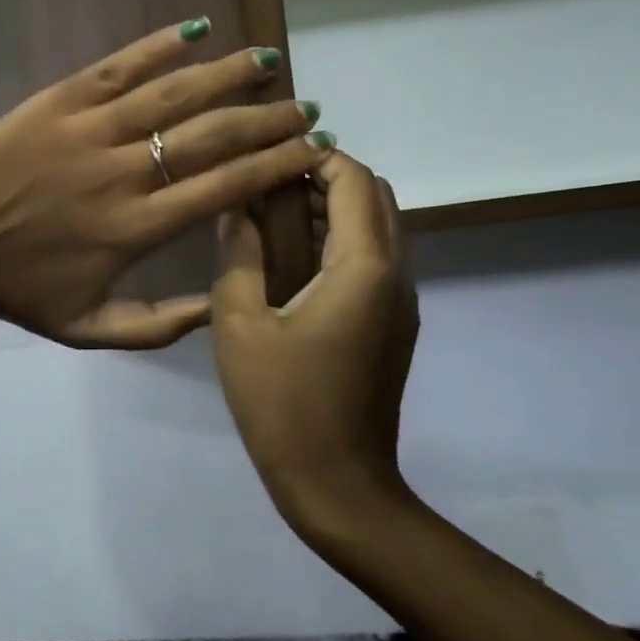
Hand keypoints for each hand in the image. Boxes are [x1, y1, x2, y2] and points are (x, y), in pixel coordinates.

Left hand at [0, 20, 327, 348]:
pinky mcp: (59, 100)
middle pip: (212, 135)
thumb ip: (161, 325)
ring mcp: (90, 129)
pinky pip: (119, 65)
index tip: (312, 150)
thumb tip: (221, 308)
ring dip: (229, 74)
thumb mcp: (91, 331)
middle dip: (268, 120)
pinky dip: (160, 44)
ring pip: (174, 92)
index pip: (226, 187)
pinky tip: (197, 28)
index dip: (275, 165)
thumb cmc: (20, 293)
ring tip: (270, 61)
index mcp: (137, 227)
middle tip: (306, 108)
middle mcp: (124, 171)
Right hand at [211, 149, 419, 538]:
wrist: (337, 483)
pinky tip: (297, 263)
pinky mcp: (396, 323)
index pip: (354, 179)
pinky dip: (344, 240)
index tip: (271, 159)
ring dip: (336, 209)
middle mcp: (396, 273)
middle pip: (376, 195)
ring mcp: (402, 300)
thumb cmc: (282, 404)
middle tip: (270, 188)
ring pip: (380, 226)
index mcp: (363, 267)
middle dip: (328, 178)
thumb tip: (237, 208)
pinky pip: (377, 258)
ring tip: (277, 220)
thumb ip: (238, 255)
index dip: (316, 157)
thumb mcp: (239, 325)